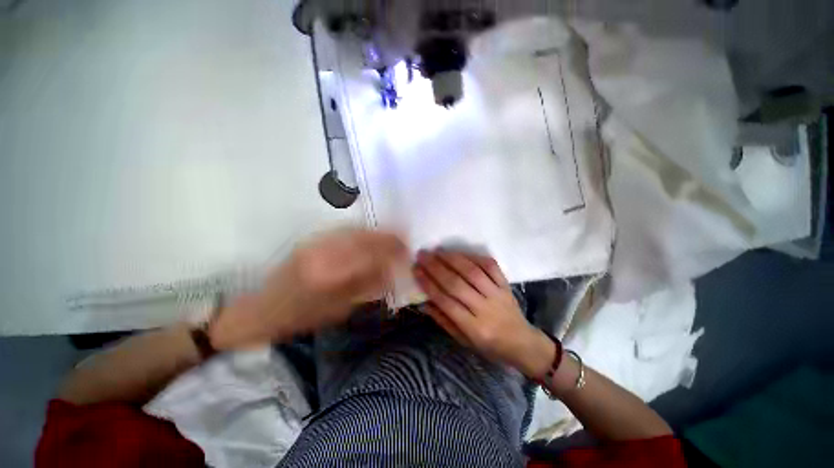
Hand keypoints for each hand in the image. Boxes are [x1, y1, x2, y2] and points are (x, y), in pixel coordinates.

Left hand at [209, 228, 406, 349]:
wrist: (263, 308)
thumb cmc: (303, 317)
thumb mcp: (339, 309)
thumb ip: (367, 287)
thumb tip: (391, 271)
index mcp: (332, 275)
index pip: (372, 255)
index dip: (393, 251)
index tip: (407, 251)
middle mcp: (325, 252)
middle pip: (366, 238)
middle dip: (388, 238)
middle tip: (403, 241)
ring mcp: (317, 242)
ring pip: (356, 230)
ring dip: (376, 232)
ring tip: (391, 237)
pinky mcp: (312, 239)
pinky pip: (344, 230)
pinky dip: (362, 232)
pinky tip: (370, 236)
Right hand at [413, 249, 554, 377]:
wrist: (523, 343)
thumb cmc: (490, 346)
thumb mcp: (464, 341)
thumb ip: (443, 320)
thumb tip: (423, 302)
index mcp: (474, 328)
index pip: (446, 301)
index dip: (429, 284)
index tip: (416, 270)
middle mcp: (486, 309)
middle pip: (457, 284)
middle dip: (436, 268)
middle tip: (422, 255)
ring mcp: (498, 294)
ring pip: (473, 272)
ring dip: (453, 259)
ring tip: (437, 251)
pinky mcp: (506, 285)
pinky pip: (490, 266)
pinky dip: (474, 257)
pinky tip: (460, 253)